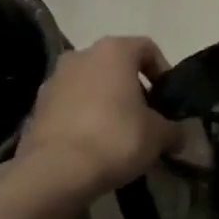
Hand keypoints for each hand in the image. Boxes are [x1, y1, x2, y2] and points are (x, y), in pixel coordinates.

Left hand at [15, 36, 180, 195]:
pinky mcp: (38, 106)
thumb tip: (180, 135)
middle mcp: (81, 55)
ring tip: (120, 133)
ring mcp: (54, 79)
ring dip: (107, 102)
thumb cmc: (116, 138)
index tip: (167, 98)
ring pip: (91, 84)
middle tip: (147, 116)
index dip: (162, 70)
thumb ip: (175, 130)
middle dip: (133, 88)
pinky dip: (85, 117)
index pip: (147, 48)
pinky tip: (95, 144)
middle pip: (115, 65)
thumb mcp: (159, 136)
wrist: (57, 170)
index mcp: (114, 51)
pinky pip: (71, 104)